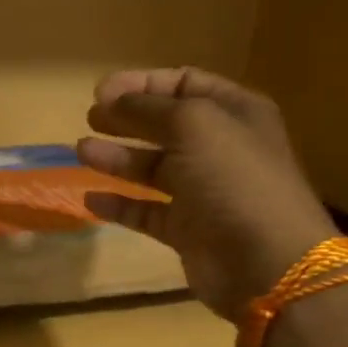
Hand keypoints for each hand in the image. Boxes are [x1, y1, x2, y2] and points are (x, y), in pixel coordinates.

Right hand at [77, 67, 334, 318]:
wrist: (265, 262)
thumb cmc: (234, 179)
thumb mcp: (194, 125)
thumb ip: (148, 108)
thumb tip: (113, 100)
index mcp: (234, 113)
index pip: (185, 84)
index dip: (143, 84)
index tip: (102, 92)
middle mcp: (220, 148)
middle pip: (165, 125)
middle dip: (127, 118)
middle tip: (90, 118)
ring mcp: (203, 192)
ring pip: (153, 169)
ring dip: (118, 158)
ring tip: (82, 151)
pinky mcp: (187, 231)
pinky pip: (146, 212)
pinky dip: (120, 205)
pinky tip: (91, 199)